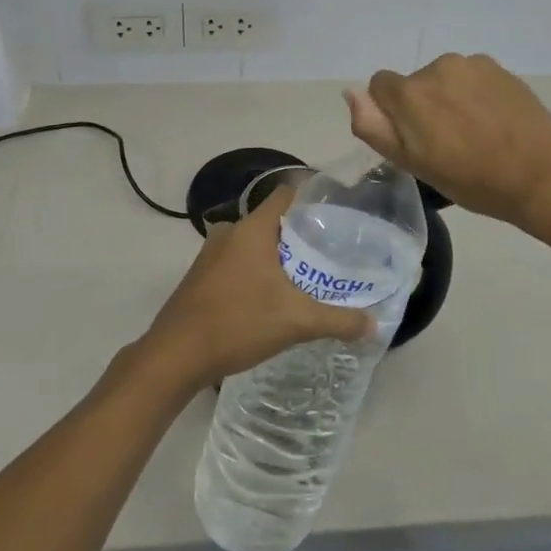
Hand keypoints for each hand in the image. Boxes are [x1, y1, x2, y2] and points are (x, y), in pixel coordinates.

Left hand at [142, 188, 373, 391]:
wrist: (176, 355)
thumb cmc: (237, 323)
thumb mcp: (296, 322)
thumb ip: (338, 320)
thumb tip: (374, 325)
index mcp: (252, 229)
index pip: (286, 195)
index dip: (312, 199)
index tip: (338, 214)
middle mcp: (229, 232)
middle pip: (273, 222)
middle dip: (300, 235)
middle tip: (331, 253)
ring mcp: (211, 254)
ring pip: (254, 244)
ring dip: (278, 257)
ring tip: (307, 277)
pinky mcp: (201, 276)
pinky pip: (238, 262)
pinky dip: (257, 272)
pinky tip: (273, 298)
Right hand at [345, 53, 550, 229]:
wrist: (542, 176)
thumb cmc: (472, 180)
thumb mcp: (412, 163)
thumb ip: (374, 126)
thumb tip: (351, 93)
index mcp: (410, 93)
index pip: (380, 86)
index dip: (392, 114)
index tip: (414, 140)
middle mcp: (437, 67)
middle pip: (414, 83)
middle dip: (422, 106)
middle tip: (447, 143)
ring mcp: (472, 64)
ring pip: (444, 79)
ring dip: (449, 98)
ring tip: (474, 133)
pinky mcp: (500, 68)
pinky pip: (472, 77)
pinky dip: (475, 94)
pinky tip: (494, 121)